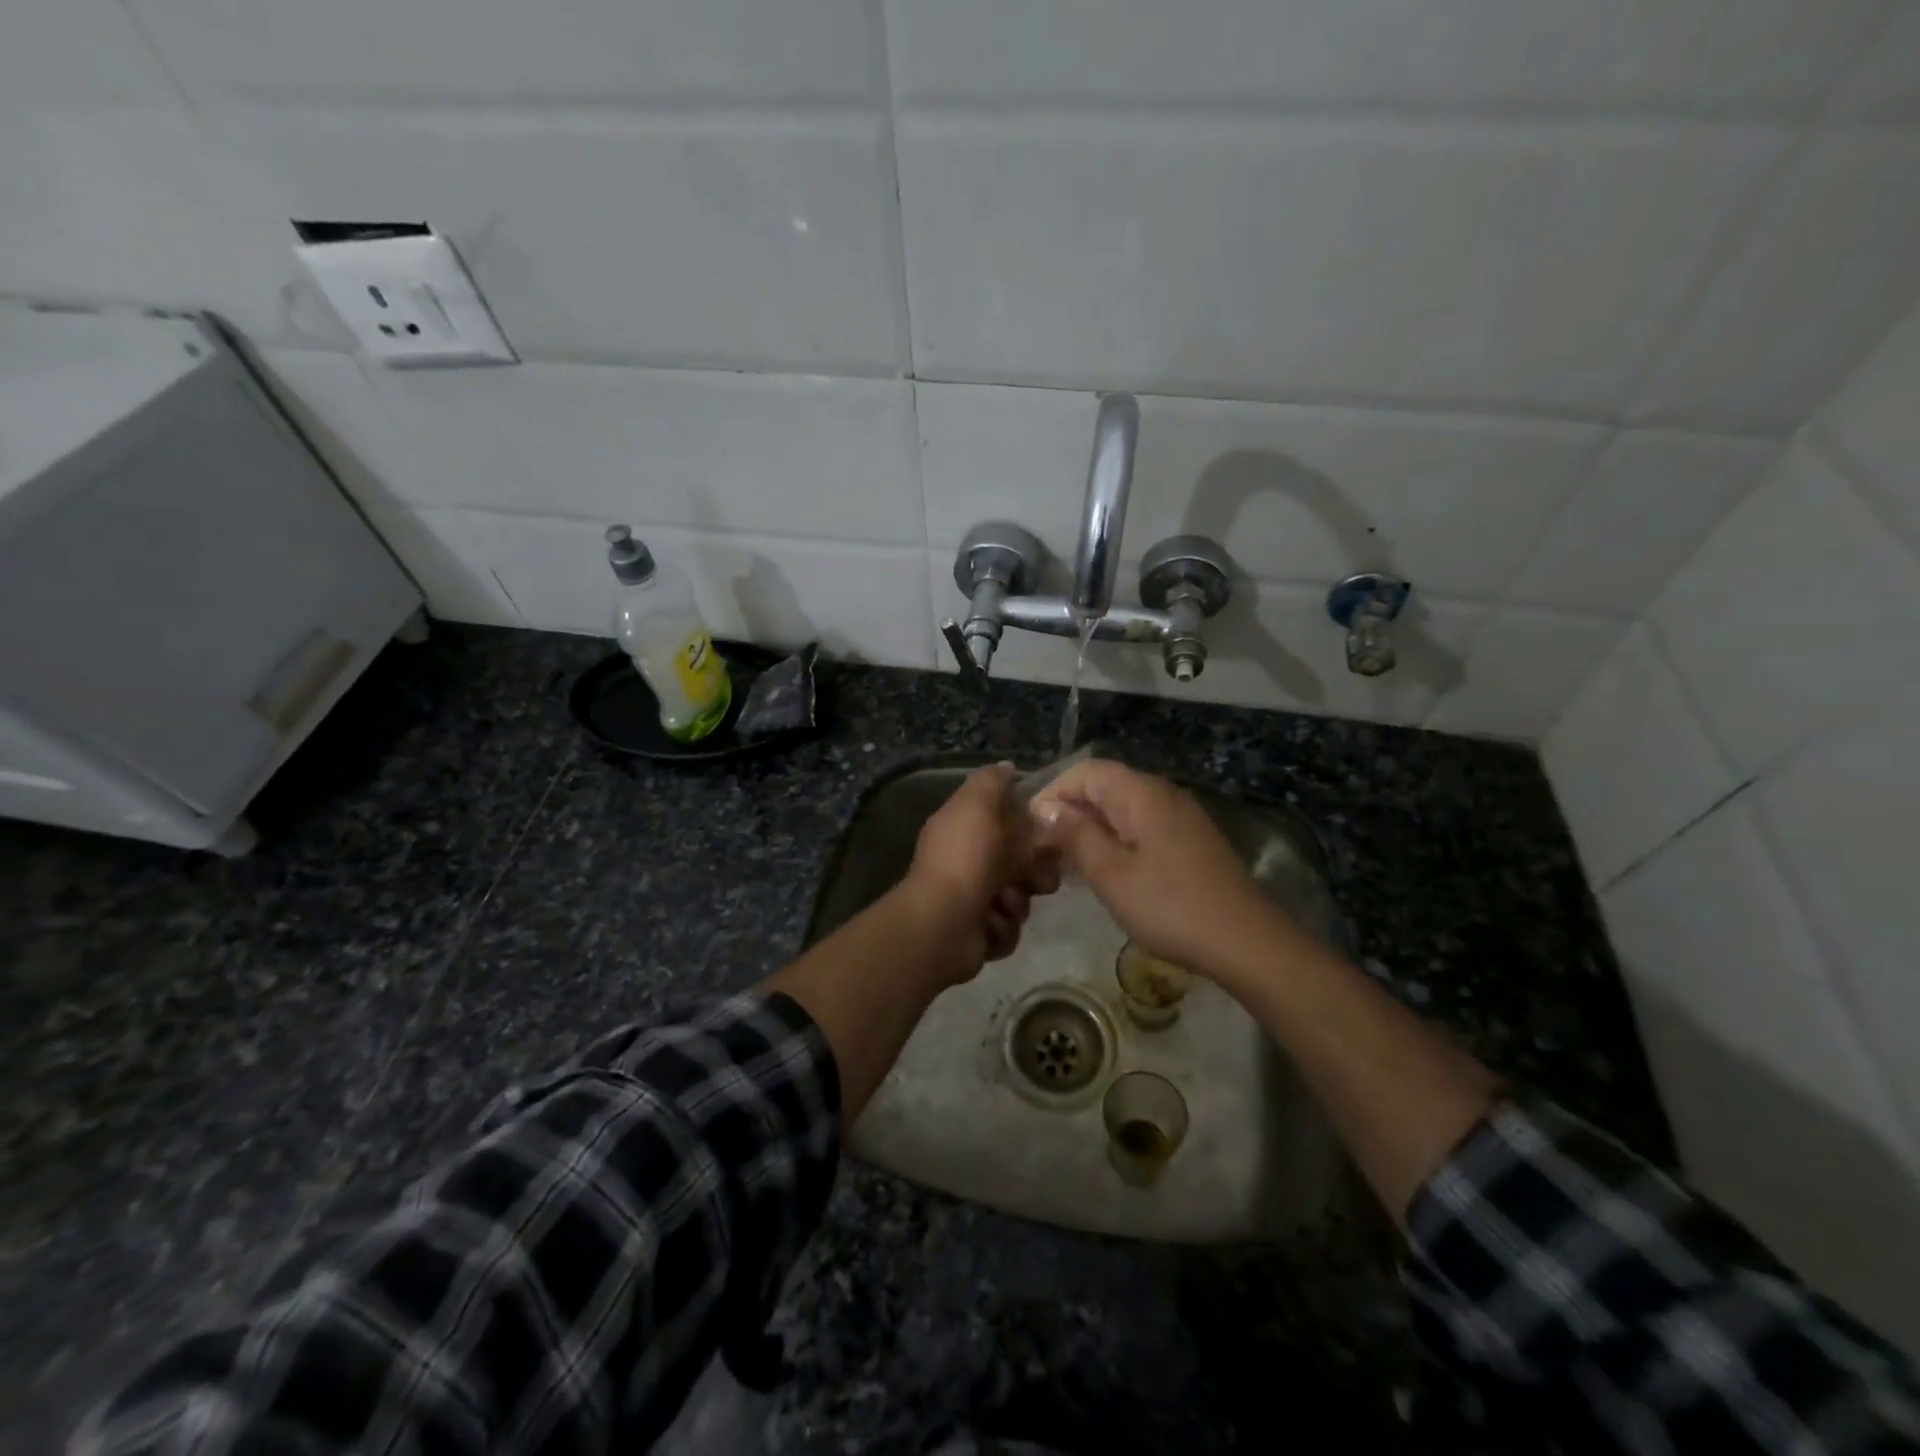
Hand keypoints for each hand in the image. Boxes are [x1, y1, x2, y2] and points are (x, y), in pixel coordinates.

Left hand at [900, 763, 1060, 980]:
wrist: (943, 925)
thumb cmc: (963, 860)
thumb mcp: (976, 805)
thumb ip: (992, 782)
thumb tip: (1007, 766)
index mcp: (964, 829)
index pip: (1007, 820)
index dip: (1031, 825)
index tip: (1049, 831)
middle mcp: (968, 861)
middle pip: (1021, 861)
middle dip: (1034, 870)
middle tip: (1036, 878)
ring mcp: (972, 899)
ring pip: (1020, 896)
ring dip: (1017, 901)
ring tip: (1003, 903)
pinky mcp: (979, 933)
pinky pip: (1009, 927)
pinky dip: (1002, 927)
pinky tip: (989, 925)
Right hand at [1031, 760, 1287, 981]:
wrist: (1246, 942)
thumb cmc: (1170, 906)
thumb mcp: (1111, 874)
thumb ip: (1075, 835)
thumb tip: (1048, 808)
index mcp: (1141, 793)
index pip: (1085, 771)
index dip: (1053, 792)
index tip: (1031, 828)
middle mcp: (1162, 793)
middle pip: (1105, 785)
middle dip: (1070, 810)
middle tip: (1044, 849)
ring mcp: (1181, 815)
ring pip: (1123, 807)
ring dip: (1092, 827)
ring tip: (1068, 862)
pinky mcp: (1192, 839)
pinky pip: (1143, 824)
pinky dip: (1117, 838)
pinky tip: (1108, 870)